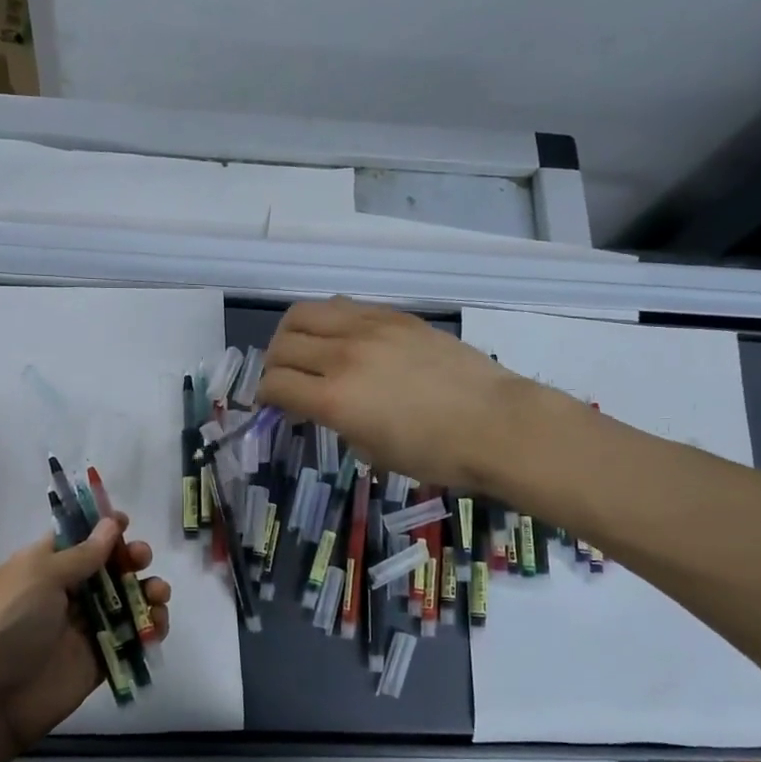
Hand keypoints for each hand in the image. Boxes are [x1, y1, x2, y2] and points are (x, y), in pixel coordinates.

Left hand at [0, 514, 169, 761]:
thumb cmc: (10, 624)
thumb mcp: (40, 576)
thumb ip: (81, 554)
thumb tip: (111, 525)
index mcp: (44, 567)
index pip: (77, 539)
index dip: (101, 529)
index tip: (126, 522)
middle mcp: (65, 593)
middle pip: (108, 568)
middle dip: (131, 559)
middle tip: (141, 559)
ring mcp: (84, 627)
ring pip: (125, 602)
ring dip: (147, 591)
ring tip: (158, 595)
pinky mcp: (100, 658)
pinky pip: (131, 639)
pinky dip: (150, 629)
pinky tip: (158, 624)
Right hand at [259, 297, 566, 488]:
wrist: (497, 423)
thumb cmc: (435, 454)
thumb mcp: (373, 452)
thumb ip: (338, 422)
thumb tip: (327, 406)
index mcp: (334, 398)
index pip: (275, 384)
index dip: (264, 396)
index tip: (270, 405)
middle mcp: (343, 355)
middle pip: (282, 343)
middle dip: (272, 364)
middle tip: (283, 380)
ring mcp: (369, 328)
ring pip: (306, 312)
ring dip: (293, 333)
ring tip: (304, 350)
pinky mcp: (394, 316)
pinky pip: (343, 307)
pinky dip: (328, 322)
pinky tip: (341, 340)